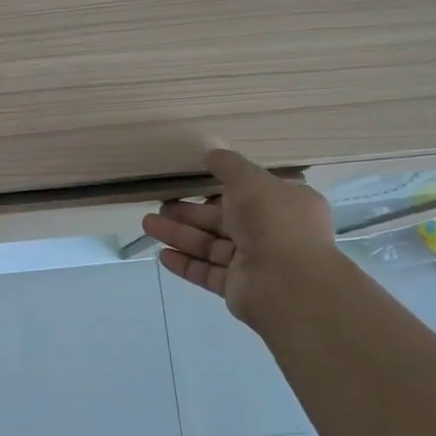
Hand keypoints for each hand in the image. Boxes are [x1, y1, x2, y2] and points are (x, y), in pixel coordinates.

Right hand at [141, 149, 341, 328]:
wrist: (287, 284)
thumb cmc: (273, 222)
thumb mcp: (250, 180)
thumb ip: (228, 165)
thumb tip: (211, 147)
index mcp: (284, 205)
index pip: (249, 193)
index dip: (220, 187)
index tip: (191, 181)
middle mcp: (272, 234)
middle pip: (223, 220)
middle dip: (190, 212)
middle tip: (160, 204)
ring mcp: (254, 263)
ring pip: (211, 245)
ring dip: (179, 234)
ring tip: (148, 224)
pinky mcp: (237, 288)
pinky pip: (207, 272)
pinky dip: (185, 263)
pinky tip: (161, 254)